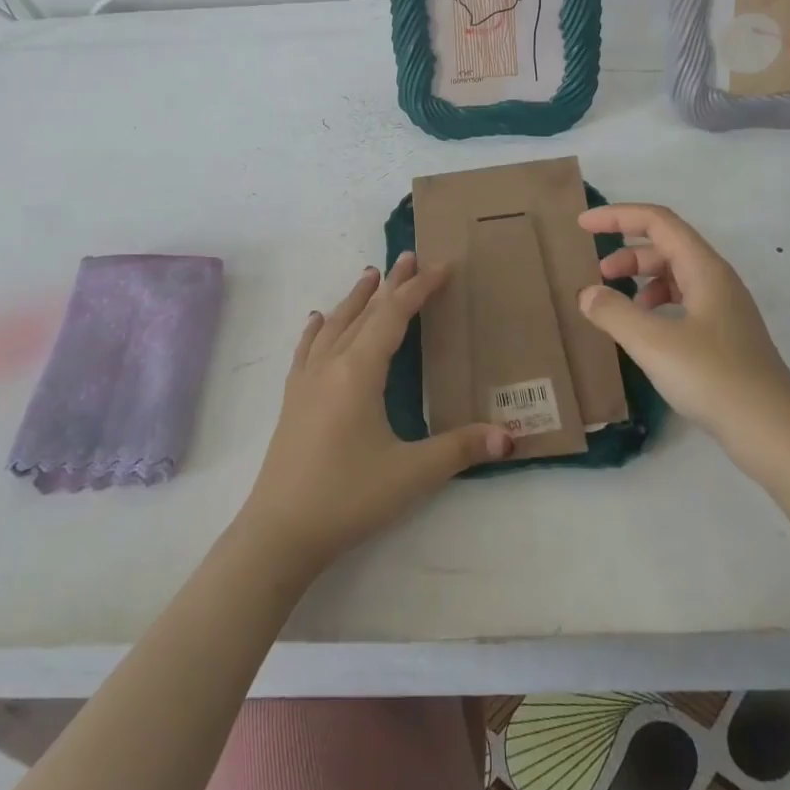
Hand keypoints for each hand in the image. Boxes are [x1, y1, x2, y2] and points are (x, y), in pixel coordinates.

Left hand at [236, 253, 513, 573]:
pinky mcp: (292, 400)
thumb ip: (461, 449)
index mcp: (359, 371)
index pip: (394, 316)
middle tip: (408, 258)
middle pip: (364, 312)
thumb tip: (509, 437)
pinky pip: (307, 349)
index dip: (419, 290)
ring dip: (355, 299)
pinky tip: (317, 322)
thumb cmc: (348, 497)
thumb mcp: (412, 474)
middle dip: (390, 285)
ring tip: (369, 276)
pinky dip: (318, 329)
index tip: (442, 267)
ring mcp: (306, 381)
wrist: (280, 532)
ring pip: (334, 325)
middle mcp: (331, 365)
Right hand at [576, 203, 789, 466]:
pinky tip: (644, 332)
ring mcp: (724, 310)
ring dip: (641, 280)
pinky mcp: (725, 338)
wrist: (774, 432)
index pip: (657, 222)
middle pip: (667, 246)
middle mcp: (717, 281)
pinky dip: (656, 306)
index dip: (618, 216)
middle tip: (597, 274)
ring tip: (616, 305)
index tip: (582, 225)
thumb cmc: (713, 378)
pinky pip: (683, 303)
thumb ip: (613, 312)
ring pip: (676, 276)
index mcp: (705, 269)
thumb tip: (587, 293)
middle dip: (627, 253)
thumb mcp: (653, 343)